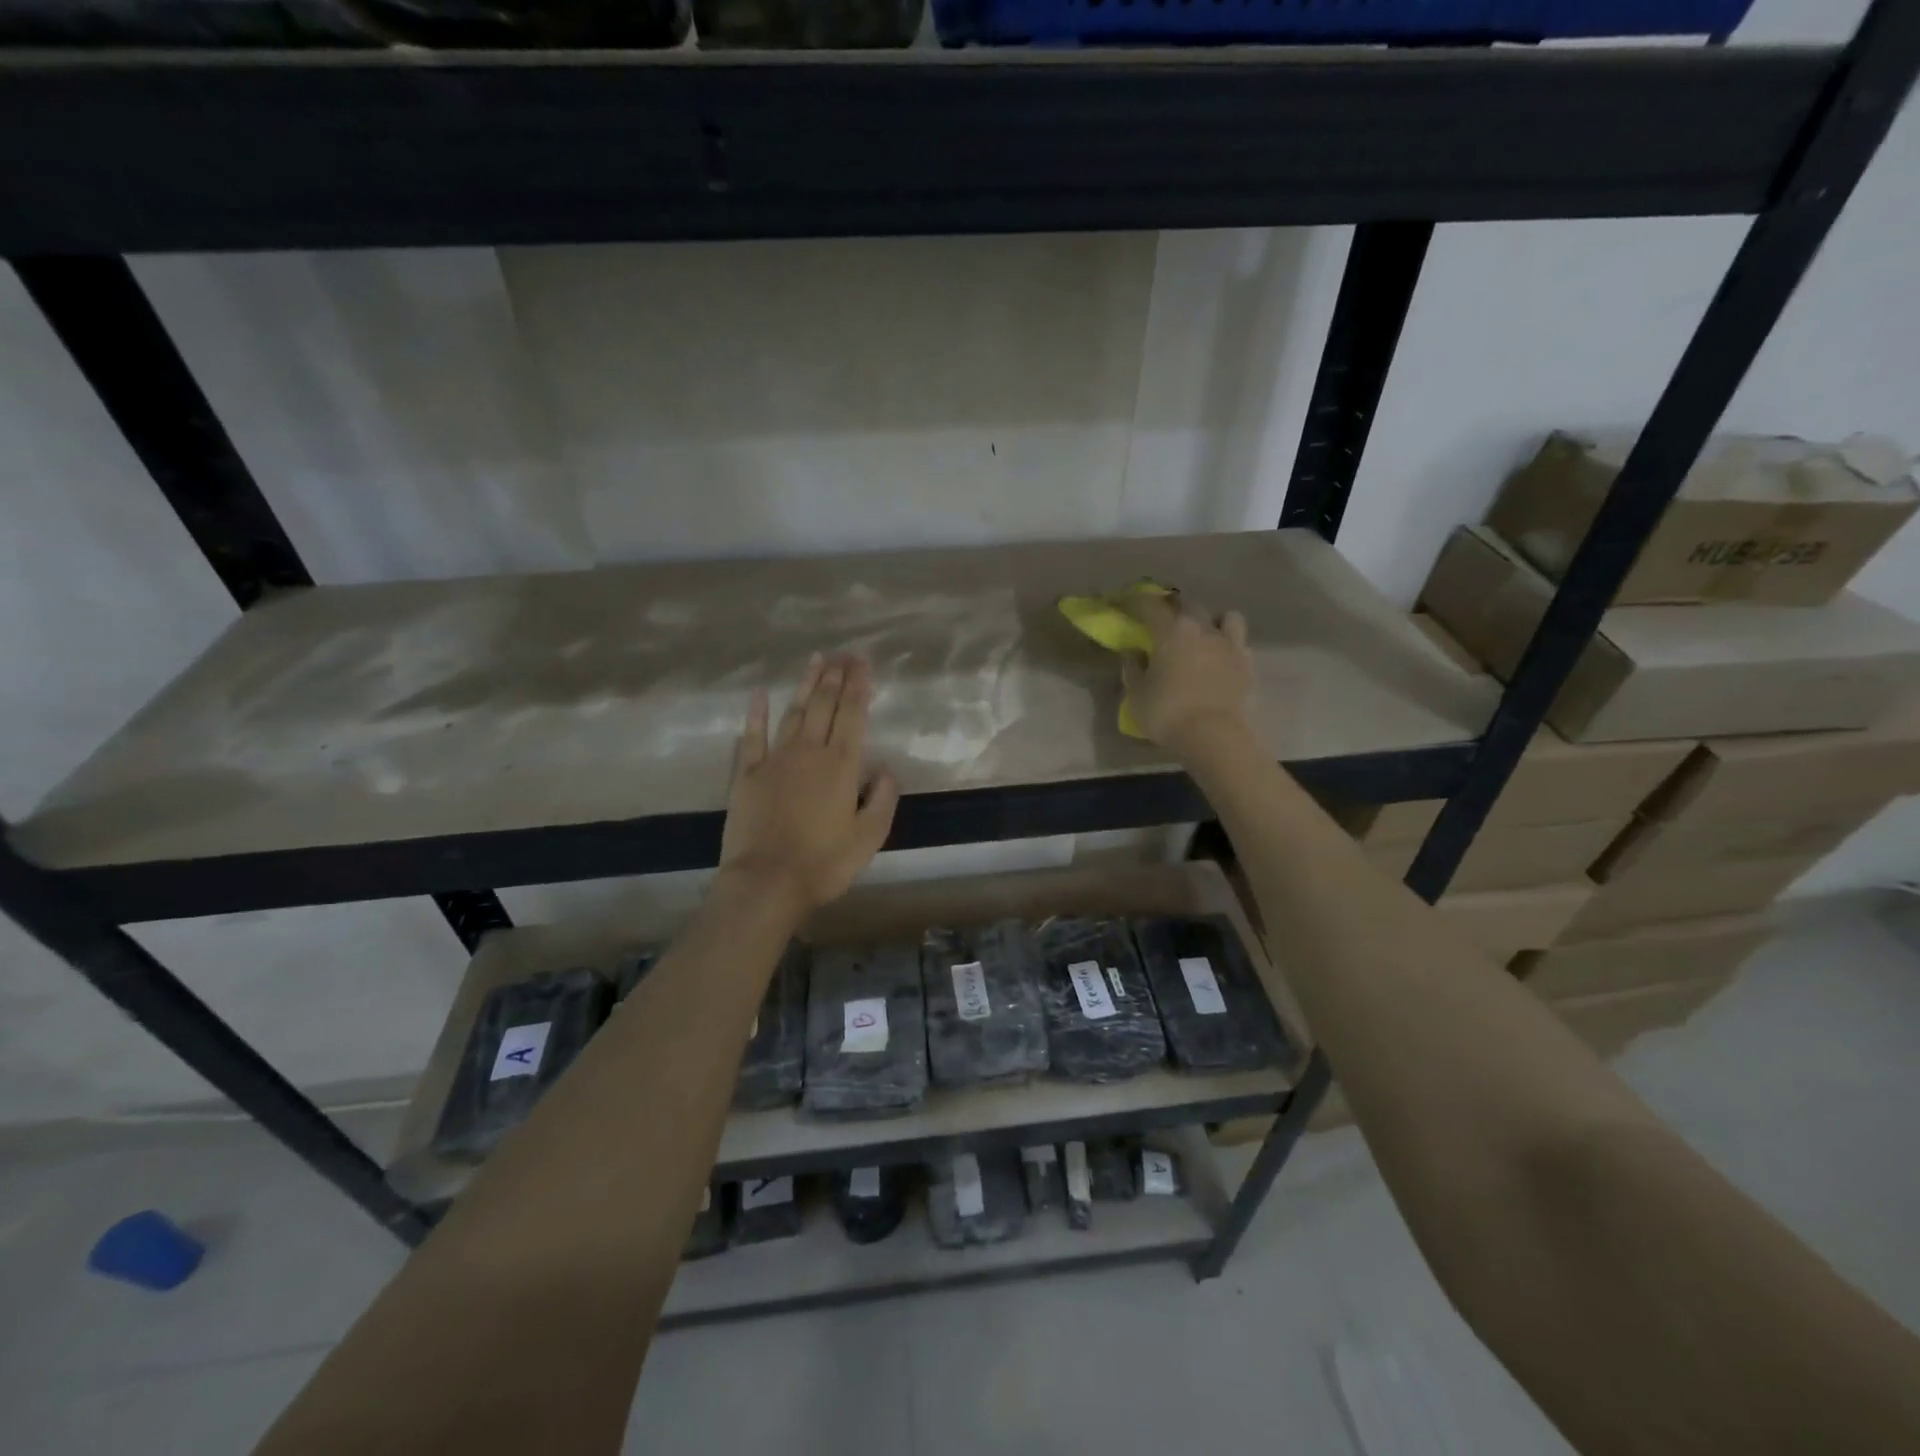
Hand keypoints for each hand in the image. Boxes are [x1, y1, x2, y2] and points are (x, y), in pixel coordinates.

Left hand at [718, 653, 899, 916]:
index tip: (862, 662)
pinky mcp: (746, 775)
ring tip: (816, 660)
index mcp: (842, 766)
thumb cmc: (824, 863)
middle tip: (843, 653)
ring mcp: (775, 760)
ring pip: (793, 713)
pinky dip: (756, 714)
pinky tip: (761, 694)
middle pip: (824, 706)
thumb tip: (887, 769)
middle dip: (836, 677)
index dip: (859, 686)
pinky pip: (752, 737)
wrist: (767, 882)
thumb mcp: (869, 837)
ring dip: (806, 685)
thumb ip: (883, 799)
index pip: (853, 715)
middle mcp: (810, 752)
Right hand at [1119, 589, 1253, 754]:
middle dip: (1176, 608)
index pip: (1150, 606)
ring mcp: (1230, 645)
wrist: (1215, 736)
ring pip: (1226, 616)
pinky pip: (1240, 644)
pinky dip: (1230, 646)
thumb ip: (1133, 669)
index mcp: (1171, 632)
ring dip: (1213, 621)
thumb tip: (1133, 652)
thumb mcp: (1137, 695)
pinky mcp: (1248, 664)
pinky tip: (1222, 659)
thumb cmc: (1167, 713)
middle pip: (1190, 605)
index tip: (1127, 602)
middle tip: (1166, 620)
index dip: (1136, 601)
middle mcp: (1203, 629)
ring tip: (1205, 635)